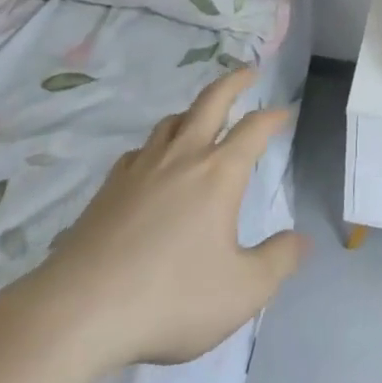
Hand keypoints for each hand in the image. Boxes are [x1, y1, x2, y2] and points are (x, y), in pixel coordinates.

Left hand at [0, 68, 306, 375]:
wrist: (80, 311)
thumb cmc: (171, 298)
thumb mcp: (241, 291)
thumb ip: (278, 262)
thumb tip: (301, 239)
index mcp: (219, 173)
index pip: (253, 129)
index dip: (272, 117)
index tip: (284, 111)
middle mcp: (182, 157)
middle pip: (211, 102)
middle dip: (234, 82)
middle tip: (248, 71)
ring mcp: (141, 168)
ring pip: (172, 122)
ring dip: (193, 111)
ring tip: (202, 115)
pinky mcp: (110, 188)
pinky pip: (140, 151)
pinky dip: (156, 146)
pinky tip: (152, 163)